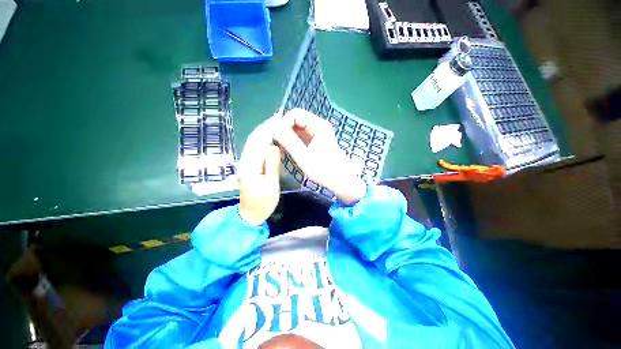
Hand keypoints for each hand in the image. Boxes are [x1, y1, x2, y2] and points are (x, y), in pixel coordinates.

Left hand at [238, 116, 280, 224]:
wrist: (250, 215)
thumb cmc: (263, 204)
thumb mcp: (271, 187)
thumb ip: (272, 167)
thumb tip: (274, 146)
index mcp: (250, 166)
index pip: (258, 142)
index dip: (267, 129)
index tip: (278, 119)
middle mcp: (245, 161)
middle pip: (254, 139)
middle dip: (265, 127)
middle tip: (277, 116)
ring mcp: (245, 164)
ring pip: (253, 143)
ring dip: (263, 131)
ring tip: (274, 123)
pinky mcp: (249, 166)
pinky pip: (254, 149)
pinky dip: (262, 140)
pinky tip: (269, 137)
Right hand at [274, 109, 366, 204]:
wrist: (338, 179)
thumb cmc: (323, 170)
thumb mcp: (303, 156)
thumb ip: (289, 141)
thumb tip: (275, 129)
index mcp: (319, 125)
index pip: (295, 114)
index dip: (283, 123)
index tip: (276, 136)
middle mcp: (319, 125)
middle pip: (297, 119)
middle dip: (284, 128)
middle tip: (275, 141)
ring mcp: (318, 132)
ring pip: (298, 127)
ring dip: (288, 134)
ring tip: (280, 145)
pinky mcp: (317, 139)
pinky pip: (302, 134)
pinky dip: (293, 139)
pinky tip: (287, 147)